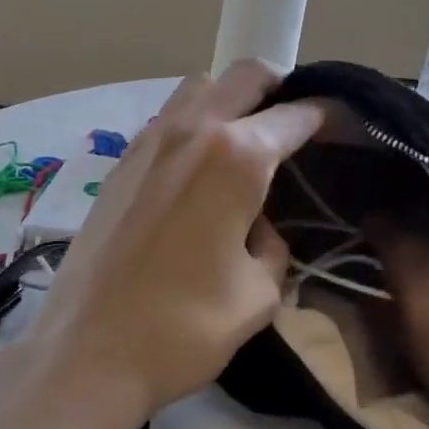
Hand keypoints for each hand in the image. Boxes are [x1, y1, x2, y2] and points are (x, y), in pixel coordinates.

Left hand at [23, 61, 323, 428]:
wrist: (86, 352)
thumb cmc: (183, 327)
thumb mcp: (258, 294)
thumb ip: (272, 246)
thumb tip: (258, 228)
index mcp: (237, 157)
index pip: (294, 115)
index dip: (325, 115)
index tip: (342, 124)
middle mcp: (193, 130)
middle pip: (245, 76)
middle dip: (278, 86)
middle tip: (294, 120)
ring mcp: (149, 140)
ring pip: (200, 87)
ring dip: (230, 98)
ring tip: (244, 138)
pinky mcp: (120, 161)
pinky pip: (168, 117)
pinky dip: (194, 122)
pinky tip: (198, 167)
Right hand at [369, 221, 428, 407]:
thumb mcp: (401, 342)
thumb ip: (380, 313)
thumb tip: (367, 298)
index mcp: (405, 250)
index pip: (376, 221)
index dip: (366, 230)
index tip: (360, 242)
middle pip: (411, 220)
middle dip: (399, 234)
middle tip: (391, 255)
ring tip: (425, 266)